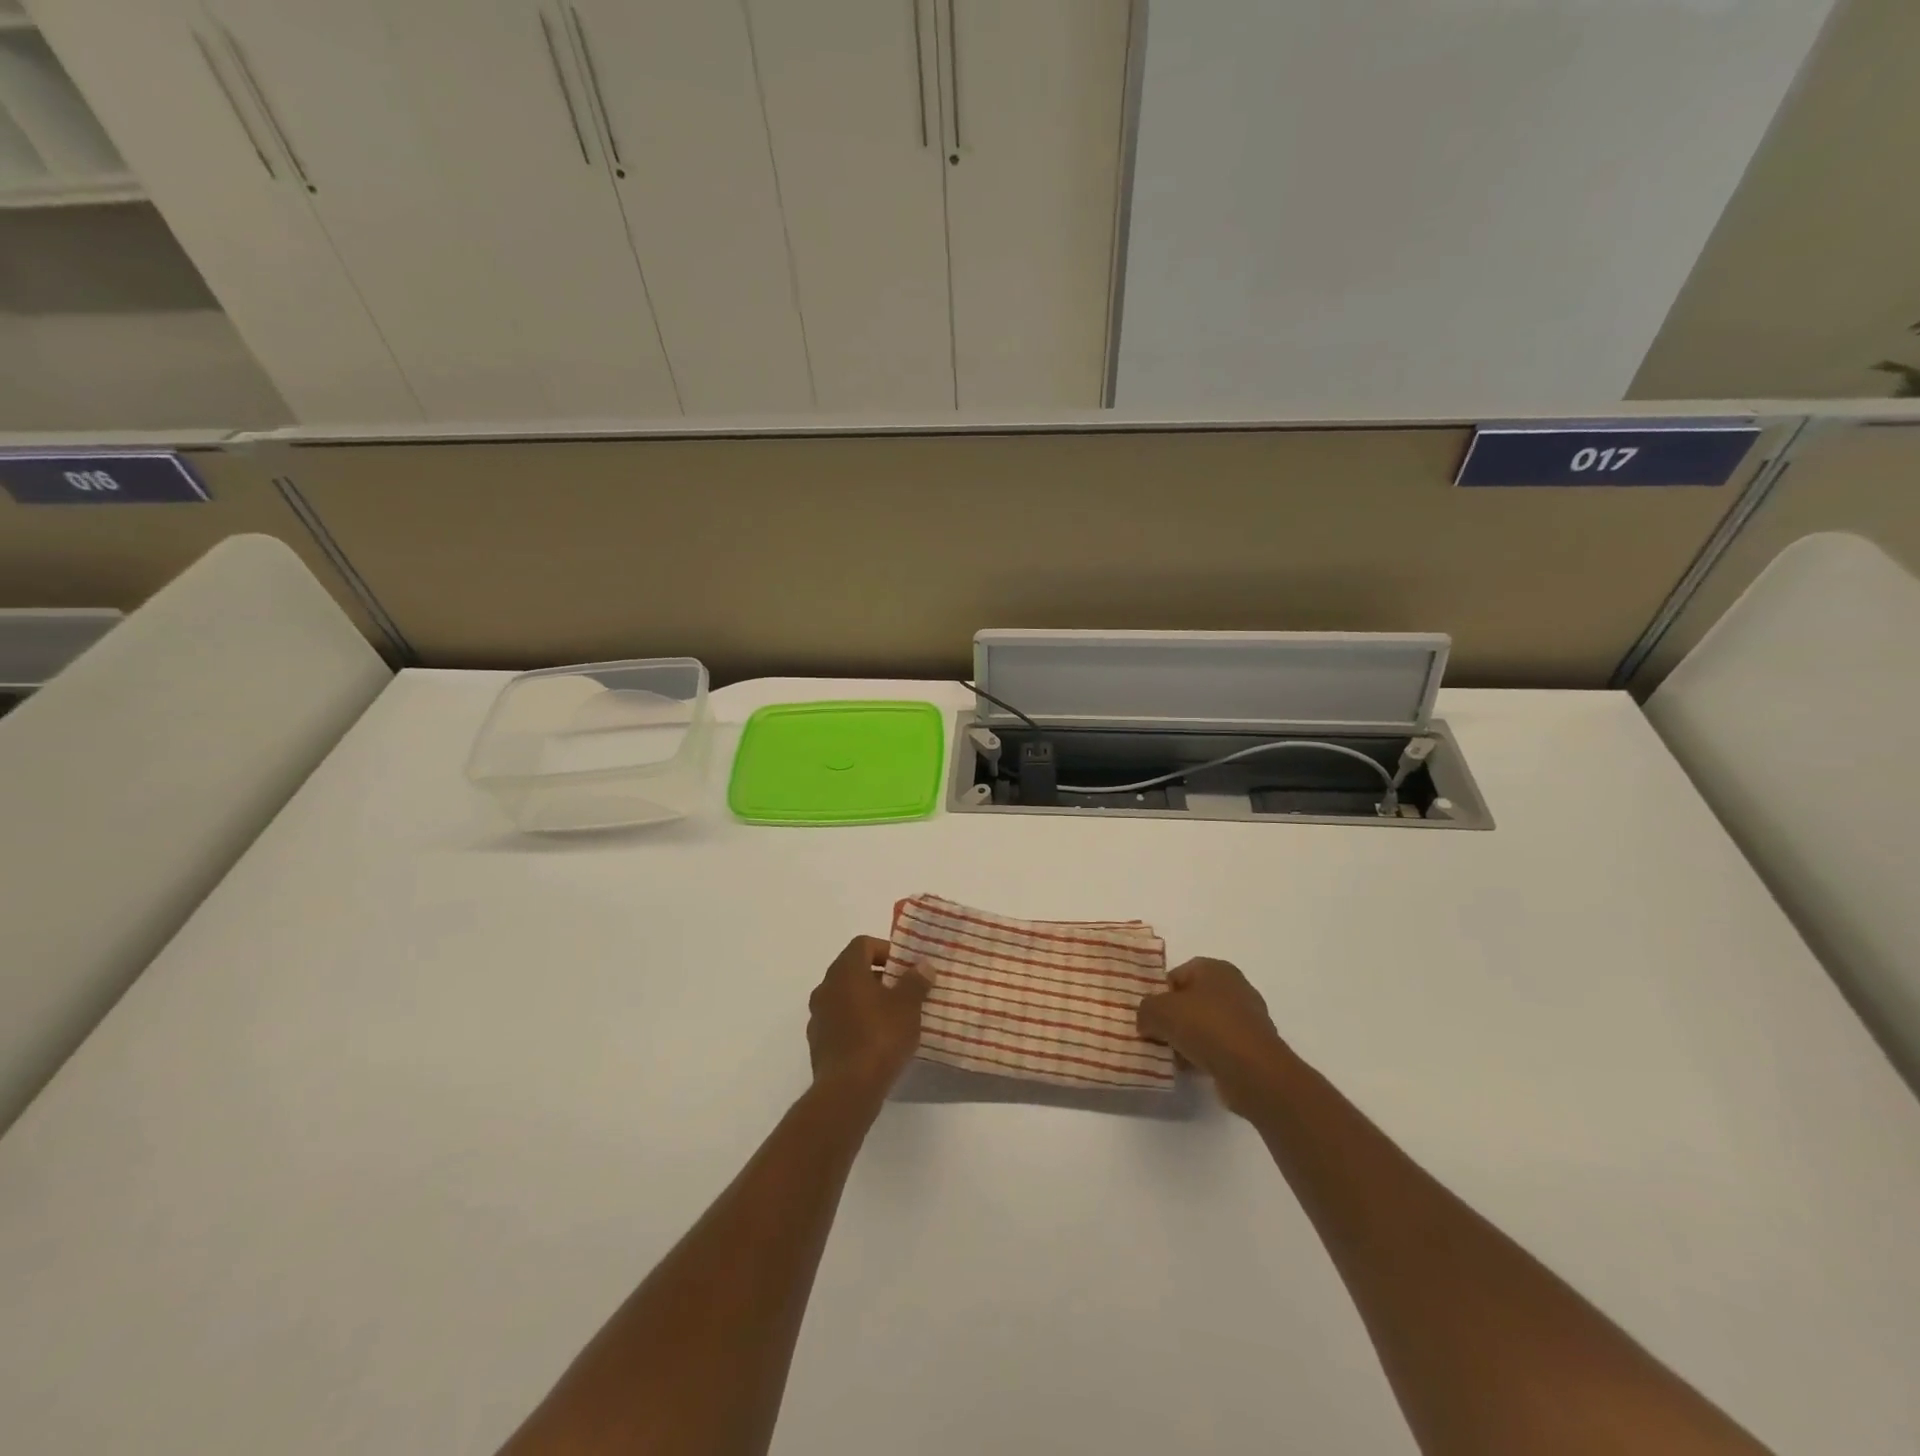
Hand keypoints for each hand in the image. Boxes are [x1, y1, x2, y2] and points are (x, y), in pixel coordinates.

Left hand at [806, 936, 930, 1099]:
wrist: (847, 1090)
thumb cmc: (880, 1037)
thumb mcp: (907, 1006)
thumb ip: (915, 981)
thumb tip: (922, 965)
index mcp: (845, 971)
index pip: (863, 944)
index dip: (886, 950)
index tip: (905, 968)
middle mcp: (826, 987)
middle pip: (853, 970)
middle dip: (880, 977)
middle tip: (905, 991)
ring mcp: (818, 1016)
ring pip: (846, 997)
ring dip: (868, 1001)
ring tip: (894, 1018)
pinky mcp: (818, 1042)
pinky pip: (841, 1021)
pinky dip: (857, 1023)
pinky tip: (877, 1041)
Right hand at [1137, 958, 1291, 1115]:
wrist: (1253, 1070)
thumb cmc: (1205, 1027)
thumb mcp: (1159, 1012)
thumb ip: (1145, 1010)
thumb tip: (1147, 1021)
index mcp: (1214, 968)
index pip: (1177, 975)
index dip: (1160, 995)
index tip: (1151, 1017)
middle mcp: (1234, 987)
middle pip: (1192, 1001)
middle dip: (1174, 1019)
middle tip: (1159, 1037)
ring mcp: (1248, 1017)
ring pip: (1206, 1025)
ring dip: (1188, 1040)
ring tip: (1174, 1057)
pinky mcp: (1254, 1046)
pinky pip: (1221, 1046)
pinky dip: (1206, 1055)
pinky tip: (1194, 1069)